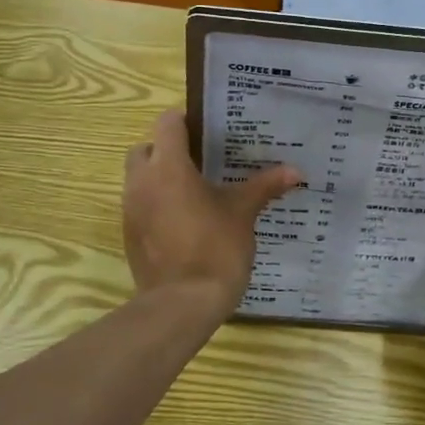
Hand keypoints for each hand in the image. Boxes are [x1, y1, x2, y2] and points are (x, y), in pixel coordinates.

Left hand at [123, 110, 299, 309]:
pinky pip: (140, 206)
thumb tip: (295, 172)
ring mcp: (130, 210)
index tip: (209, 129)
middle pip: (146, 148)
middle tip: (200, 161)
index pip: (167, 123)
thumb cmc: (215, 249)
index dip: (186, 120)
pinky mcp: (129, 235)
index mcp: (168, 167)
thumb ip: (264, 187)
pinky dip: (157, 205)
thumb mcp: (243, 213)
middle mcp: (141, 182)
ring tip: (196, 191)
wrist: (182, 304)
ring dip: (161, 178)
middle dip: (168, 149)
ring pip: (139, 179)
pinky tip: (185, 222)